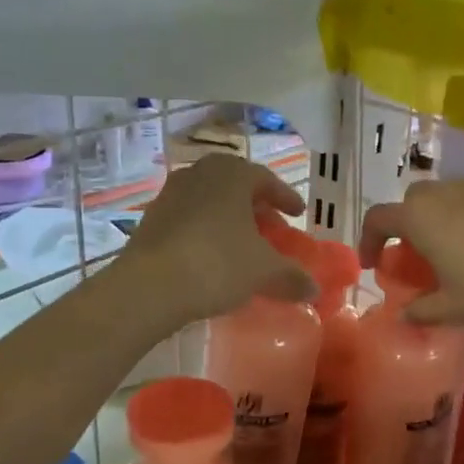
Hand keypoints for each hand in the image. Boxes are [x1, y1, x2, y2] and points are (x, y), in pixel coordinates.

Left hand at [119, 155, 313, 323]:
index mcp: (232, 174)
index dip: (286, 198)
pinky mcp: (150, 219)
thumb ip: (292, 276)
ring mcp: (171, 194)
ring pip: (210, 201)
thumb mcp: (264, 271)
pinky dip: (206, 231)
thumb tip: (314, 289)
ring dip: (229, 218)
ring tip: (242, 243)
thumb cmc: (217, 264)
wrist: (149, 286)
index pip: (266, 180)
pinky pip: (189, 218)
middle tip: (271, 227)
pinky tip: (213, 256)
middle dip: (256, 206)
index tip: (298, 213)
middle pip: (236, 186)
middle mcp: (200, 174)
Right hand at [358, 180, 463, 340]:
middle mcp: (447, 193)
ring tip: (448, 251)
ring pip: (445, 194)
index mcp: (423, 218)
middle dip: (405, 224)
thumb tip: (403, 316)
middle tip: (413, 256)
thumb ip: (422, 310)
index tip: (373, 265)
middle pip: (412, 200)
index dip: (369, 240)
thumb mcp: (454, 308)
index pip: (379, 217)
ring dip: (437, 218)